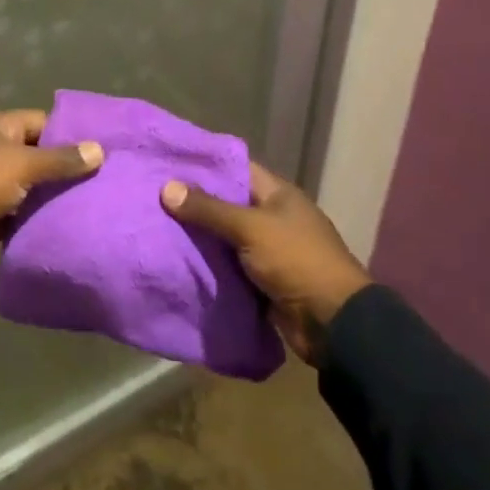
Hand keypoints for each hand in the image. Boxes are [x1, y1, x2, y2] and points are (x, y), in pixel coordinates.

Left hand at [0, 109, 102, 274]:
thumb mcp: (24, 165)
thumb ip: (61, 160)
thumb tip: (99, 150)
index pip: (42, 122)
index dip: (68, 133)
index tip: (100, 148)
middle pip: (37, 155)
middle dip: (64, 168)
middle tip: (101, 180)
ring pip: (29, 187)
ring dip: (51, 197)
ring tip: (90, 204)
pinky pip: (19, 214)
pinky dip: (36, 220)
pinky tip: (64, 227)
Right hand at [161, 161, 370, 363]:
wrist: (334, 325)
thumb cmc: (297, 261)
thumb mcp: (250, 228)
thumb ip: (209, 209)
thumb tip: (166, 188)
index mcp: (277, 194)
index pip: (236, 169)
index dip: (205, 165)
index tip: (169, 163)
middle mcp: (272, 217)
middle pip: (228, 204)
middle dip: (196, 203)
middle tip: (155, 196)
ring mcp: (269, 250)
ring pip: (226, 237)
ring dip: (200, 237)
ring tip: (157, 225)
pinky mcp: (263, 281)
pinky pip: (230, 267)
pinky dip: (210, 266)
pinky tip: (178, 260)